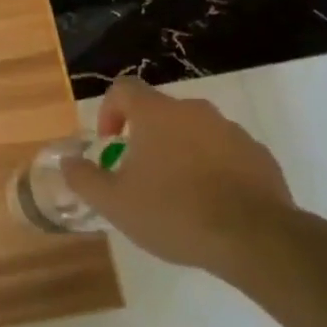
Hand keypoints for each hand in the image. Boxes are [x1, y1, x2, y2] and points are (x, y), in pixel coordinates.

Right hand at [63, 76, 293, 272]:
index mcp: (157, 114)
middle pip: (160, 112)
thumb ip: (84, 177)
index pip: (124, 88)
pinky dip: (210, 168)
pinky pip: (224, 152)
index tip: (110, 143)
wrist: (254, 238)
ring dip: (179, 152)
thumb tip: (68, 161)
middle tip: (138, 175)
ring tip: (175, 194)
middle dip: (145, 137)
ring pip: (194, 132)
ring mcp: (232, 131)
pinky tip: (209, 203)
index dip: (109, 110)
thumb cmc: (173, 213)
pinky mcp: (259, 155)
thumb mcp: (114, 202)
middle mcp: (195, 111)